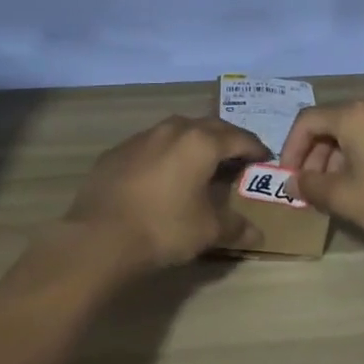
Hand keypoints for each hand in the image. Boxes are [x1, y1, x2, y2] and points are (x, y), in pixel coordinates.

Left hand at [64, 115, 268, 270]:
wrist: (99, 236)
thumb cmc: (163, 228)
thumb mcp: (207, 231)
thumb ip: (235, 227)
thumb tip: (257, 234)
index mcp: (201, 142)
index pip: (238, 138)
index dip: (255, 148)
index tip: (264, 157)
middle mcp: (173, 130)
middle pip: (209, 127)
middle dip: (227, 139)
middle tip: (237, 156)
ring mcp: (141, 137)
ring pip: (177, 131)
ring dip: (194, 142)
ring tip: (201, 162)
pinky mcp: (117, 151)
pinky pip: (151, 145)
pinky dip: (165, 154)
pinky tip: (162, 174)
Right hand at [278, 99, 363, 247]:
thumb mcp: (344, 197)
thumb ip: (311, 186)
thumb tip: (293, 181)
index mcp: (353, 115)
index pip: (307, 121)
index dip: (291, 149)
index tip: (288, 178)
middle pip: (330, 125)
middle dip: (313, 157)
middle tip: (309, 189)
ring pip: (353, 134)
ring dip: (335, 160)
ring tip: (333, 193)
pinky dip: (358, 158)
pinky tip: (362, 188)